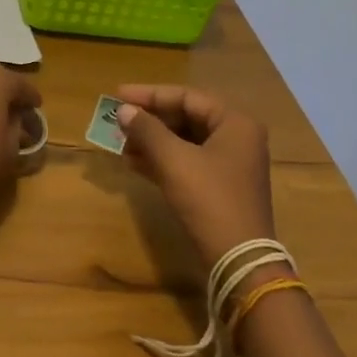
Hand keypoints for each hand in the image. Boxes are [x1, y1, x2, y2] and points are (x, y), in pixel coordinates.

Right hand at [116, 85, 275, 268]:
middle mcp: (237, 138)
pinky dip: (161, 160)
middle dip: (149, 120)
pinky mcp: (220, 187)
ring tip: (120, 142)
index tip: (118, 95)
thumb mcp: (174, 160)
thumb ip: (147, 130)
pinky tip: (133, 162)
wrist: (239, 262)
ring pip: (184, 141)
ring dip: (151, 141)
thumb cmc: (209, 199)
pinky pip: (186, 162)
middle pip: (186, 117)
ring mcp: (229, 164)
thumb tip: (123, 110)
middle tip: (118, 120)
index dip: (149, 95)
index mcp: (235, 123)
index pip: (187, 96)